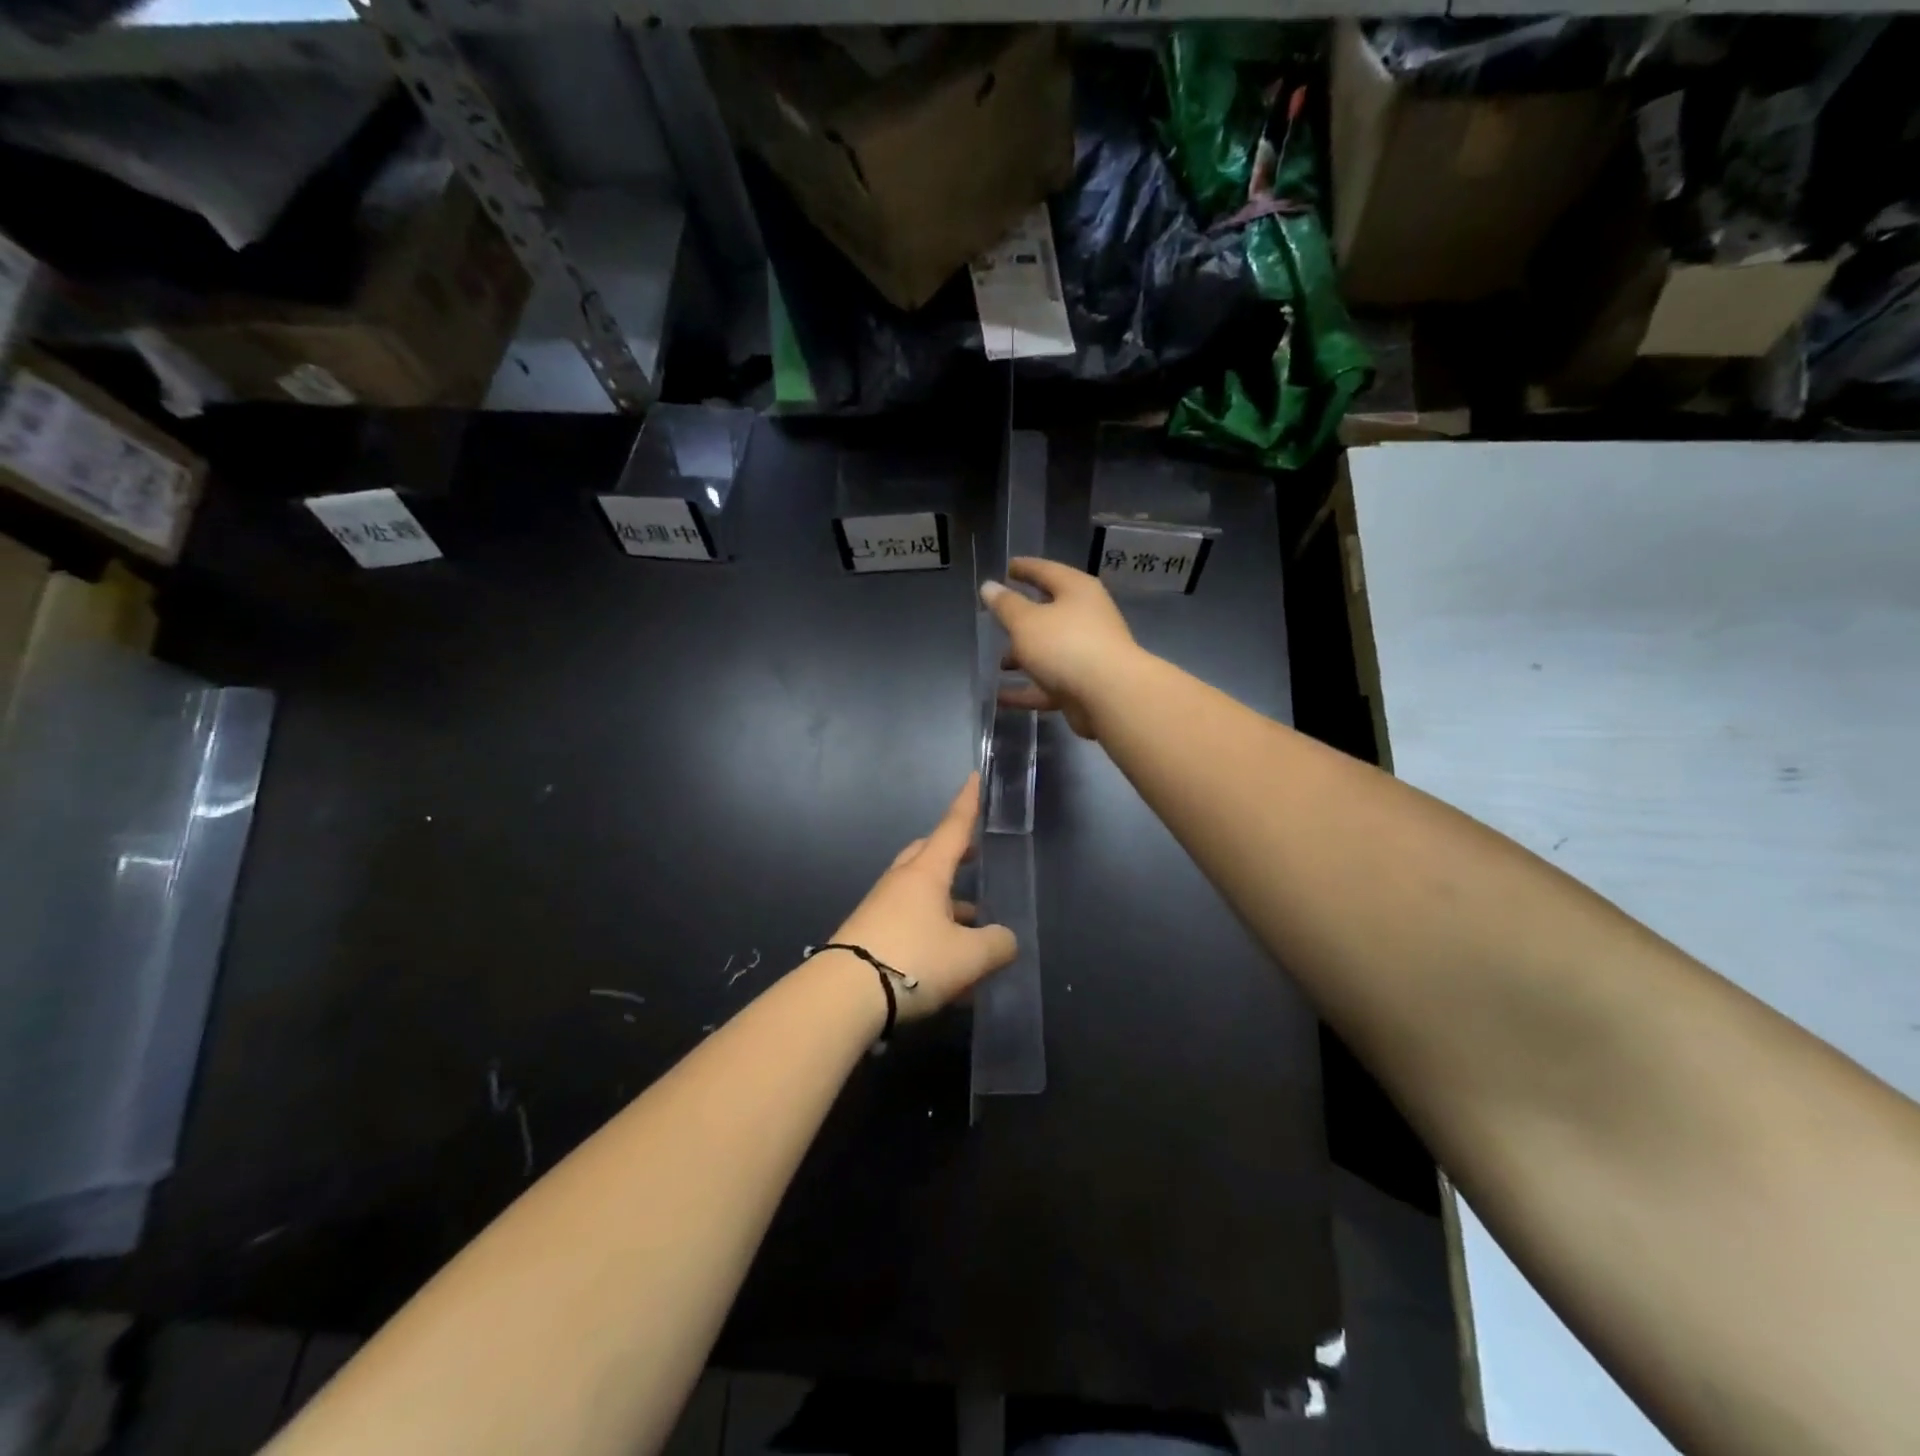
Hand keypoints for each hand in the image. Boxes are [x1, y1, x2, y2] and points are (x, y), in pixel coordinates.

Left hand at [829, 774, 1015, 1020]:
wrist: (844, 995)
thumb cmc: (913, 961)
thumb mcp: (969, 957)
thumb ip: (996, 944)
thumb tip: (1005, 940)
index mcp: (926, 873)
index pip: (953, 828)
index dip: (968, 803)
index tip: (974, 778)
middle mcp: (901, 883)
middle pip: (929, 856)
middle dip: (954, 856)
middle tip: (974, 860)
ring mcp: (881, 908)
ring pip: (920, 895)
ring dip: (947, 906)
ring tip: (975, 933)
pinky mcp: (869, 936)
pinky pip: (908, 924)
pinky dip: (932, 936)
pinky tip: (950, 974)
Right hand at [980, 558, 1141, 739]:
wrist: (1110, 696)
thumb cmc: (1066, 646)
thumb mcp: (1026, 622)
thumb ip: (1005, 605)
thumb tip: (989, 586)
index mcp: (1077, 591)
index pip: (1046, 570)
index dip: (1025, 568)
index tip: (1006, 567)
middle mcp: (1086, 618)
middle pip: (1050, 612)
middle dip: (1022, 618)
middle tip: (997, 617)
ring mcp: (1087, 653)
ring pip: (1049, 651)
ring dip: (1024, 657)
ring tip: (998, 663)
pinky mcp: (1084, 685)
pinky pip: (1049, 683)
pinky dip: (1027, 688)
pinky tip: (1001, 696)